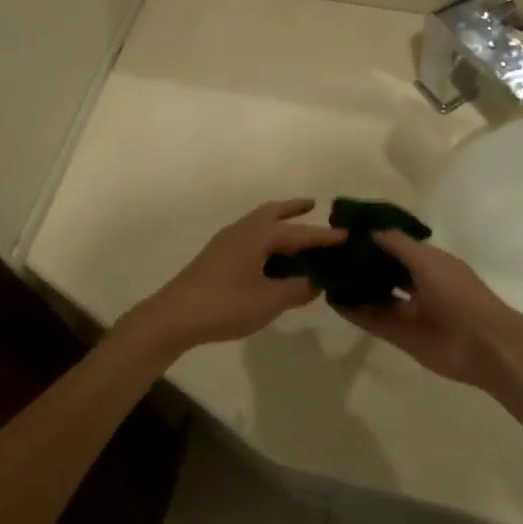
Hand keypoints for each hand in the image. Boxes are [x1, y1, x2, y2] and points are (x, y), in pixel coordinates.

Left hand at [121, 200, 344, 358]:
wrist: (173, 317)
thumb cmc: (225, 305)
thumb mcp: (269, 301)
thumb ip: (298, 289)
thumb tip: (318, 282)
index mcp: (257, 236)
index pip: (300, 233)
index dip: (325, 236)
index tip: (349, 234)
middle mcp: (242, 231)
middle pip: (273, 213)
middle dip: (294, 209)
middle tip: (315, 206)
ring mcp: (226, 243)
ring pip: (259, 225)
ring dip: (280, 224)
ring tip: (299, 233)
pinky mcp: (217, 258)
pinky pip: (250, 238)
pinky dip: (267, 240)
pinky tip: (273, 258)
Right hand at [335, 232, 522, 390]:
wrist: (483, 345)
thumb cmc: (458, 293)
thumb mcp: (428, 260)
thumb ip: (397, 244)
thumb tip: (367, 229)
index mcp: (429, 262)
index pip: (395, 245)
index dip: (371, 237)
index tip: (342, 229)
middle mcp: (417, 284)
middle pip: (383, 270)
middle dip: (360, 261)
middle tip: (327, 252)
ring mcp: (408, 311)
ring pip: (376, 295)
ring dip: (354, 286)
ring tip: (324, 274)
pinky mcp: (399, 335)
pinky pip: (372, 320)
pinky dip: (353, 311)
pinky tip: (332, 299)